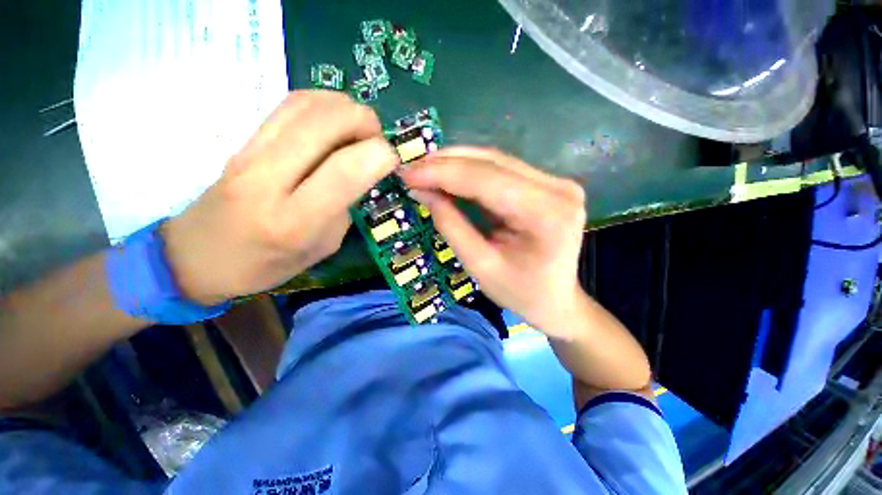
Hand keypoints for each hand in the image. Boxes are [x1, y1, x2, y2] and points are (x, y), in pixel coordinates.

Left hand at [163, 91, 398, 304]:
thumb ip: (344, 208)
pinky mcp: (243, 140)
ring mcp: (250, 153)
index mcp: (295, 221)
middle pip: (326, 123)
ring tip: (361, 129)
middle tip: (379, 142)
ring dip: (346, 108)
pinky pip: (289, 105)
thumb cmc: (265, 265)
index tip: (393, 160)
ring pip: (307, 104)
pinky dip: (323, 103)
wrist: (196, 256)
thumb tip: (361, 172)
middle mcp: (269, 179)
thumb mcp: (321, 249)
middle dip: (366, 123)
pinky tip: (335, 121)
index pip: (345, 171)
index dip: (380, 155)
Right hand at [399, 147, 588, 338]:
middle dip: (446, 164)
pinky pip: (502, 169)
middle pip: (492, 163)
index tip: (408, 174)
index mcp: (546, 214)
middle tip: (412, 169)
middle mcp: (558, 189)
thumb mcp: (480, 266)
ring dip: (456, 163)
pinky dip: (471, 170)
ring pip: (496, 161)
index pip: (486, 180)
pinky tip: (448, 174)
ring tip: (424, 169)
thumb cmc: (520, 293)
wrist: (556, 300)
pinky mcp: (548, 184)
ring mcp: (556, 182)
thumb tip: (421, 191)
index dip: (442, 173)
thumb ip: (451, 225)